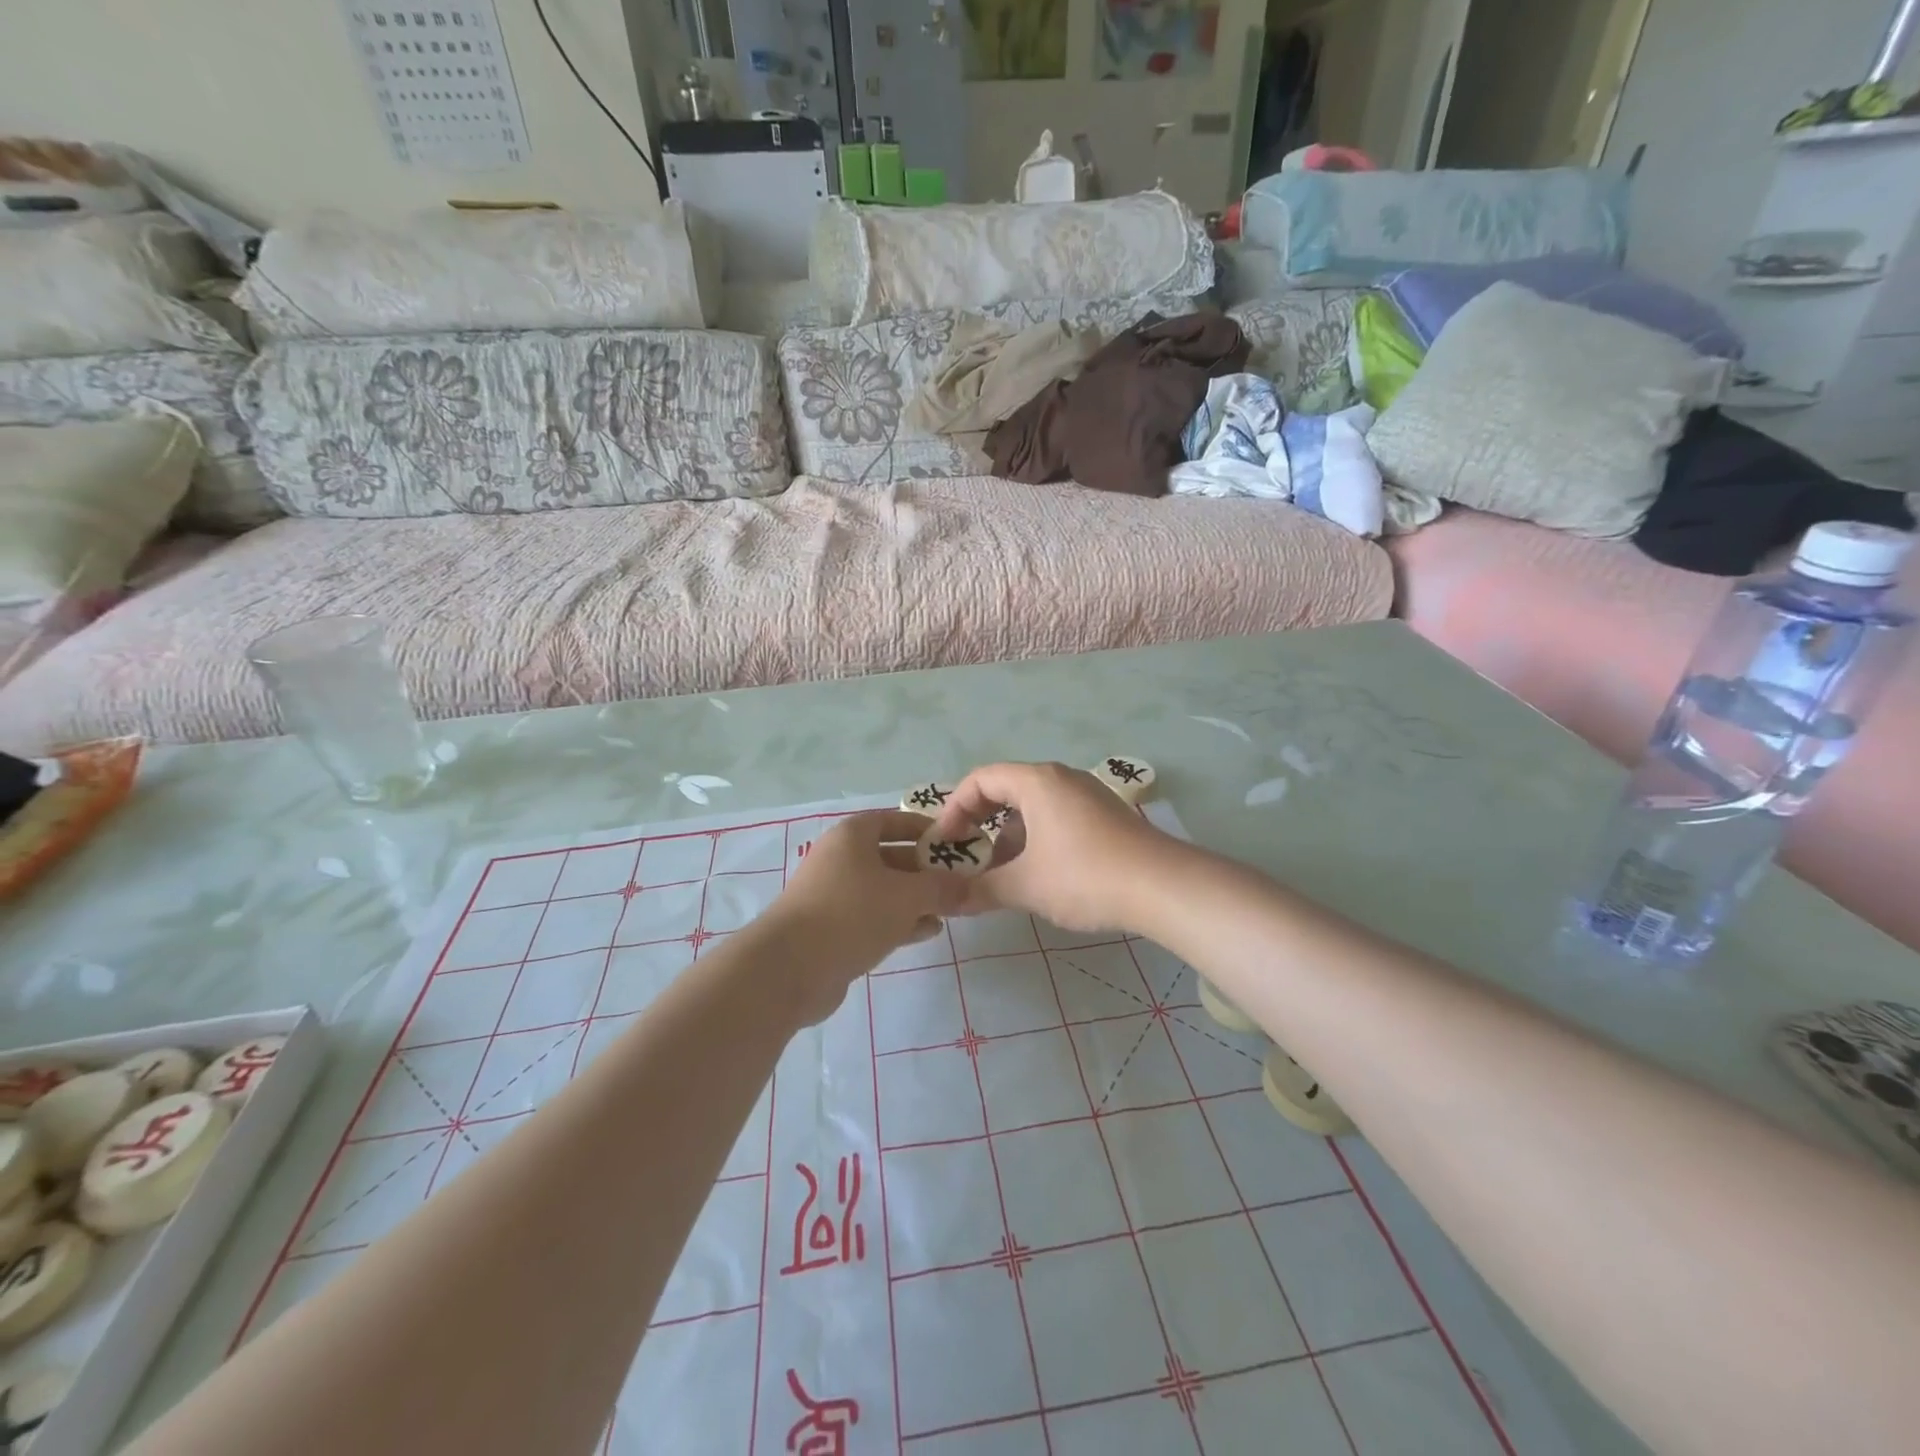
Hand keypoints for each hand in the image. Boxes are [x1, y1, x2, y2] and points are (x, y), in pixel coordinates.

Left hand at [764, 811, 967, 1020]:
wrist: (789, 968)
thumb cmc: (851, 913)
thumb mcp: (906, 896)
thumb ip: (941, 888)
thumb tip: (970, 886)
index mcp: (853, 836)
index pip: (895, 821)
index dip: (926, 829)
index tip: (957, 843)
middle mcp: (841, 859)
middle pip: (892, 856)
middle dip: (926, 870)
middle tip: (960, 883)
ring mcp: (834, 895)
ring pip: (884, 890)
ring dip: (916, 899)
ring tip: (950, 911)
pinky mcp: (832, 929)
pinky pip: (873, 917)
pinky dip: (900, 921)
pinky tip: (927, 932)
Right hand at [932, 763, 1174, 932]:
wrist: (1163, 887)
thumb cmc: (1084, 876)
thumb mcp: (1025, 886)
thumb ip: (980, 890)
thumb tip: (945, 901)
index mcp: (1036, 782)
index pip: (980, 779)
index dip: (954, 809)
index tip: (944, 844)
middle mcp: (1061, 778)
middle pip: (1006, 789)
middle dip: (979, 823)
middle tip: (965, 856)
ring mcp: (1087, 795)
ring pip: (1033, 806)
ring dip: (1008, 835)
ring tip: (998, 873)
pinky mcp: (1105, 816)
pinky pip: (1056, 817)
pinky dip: (1035, 838)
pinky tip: (1037, 874)